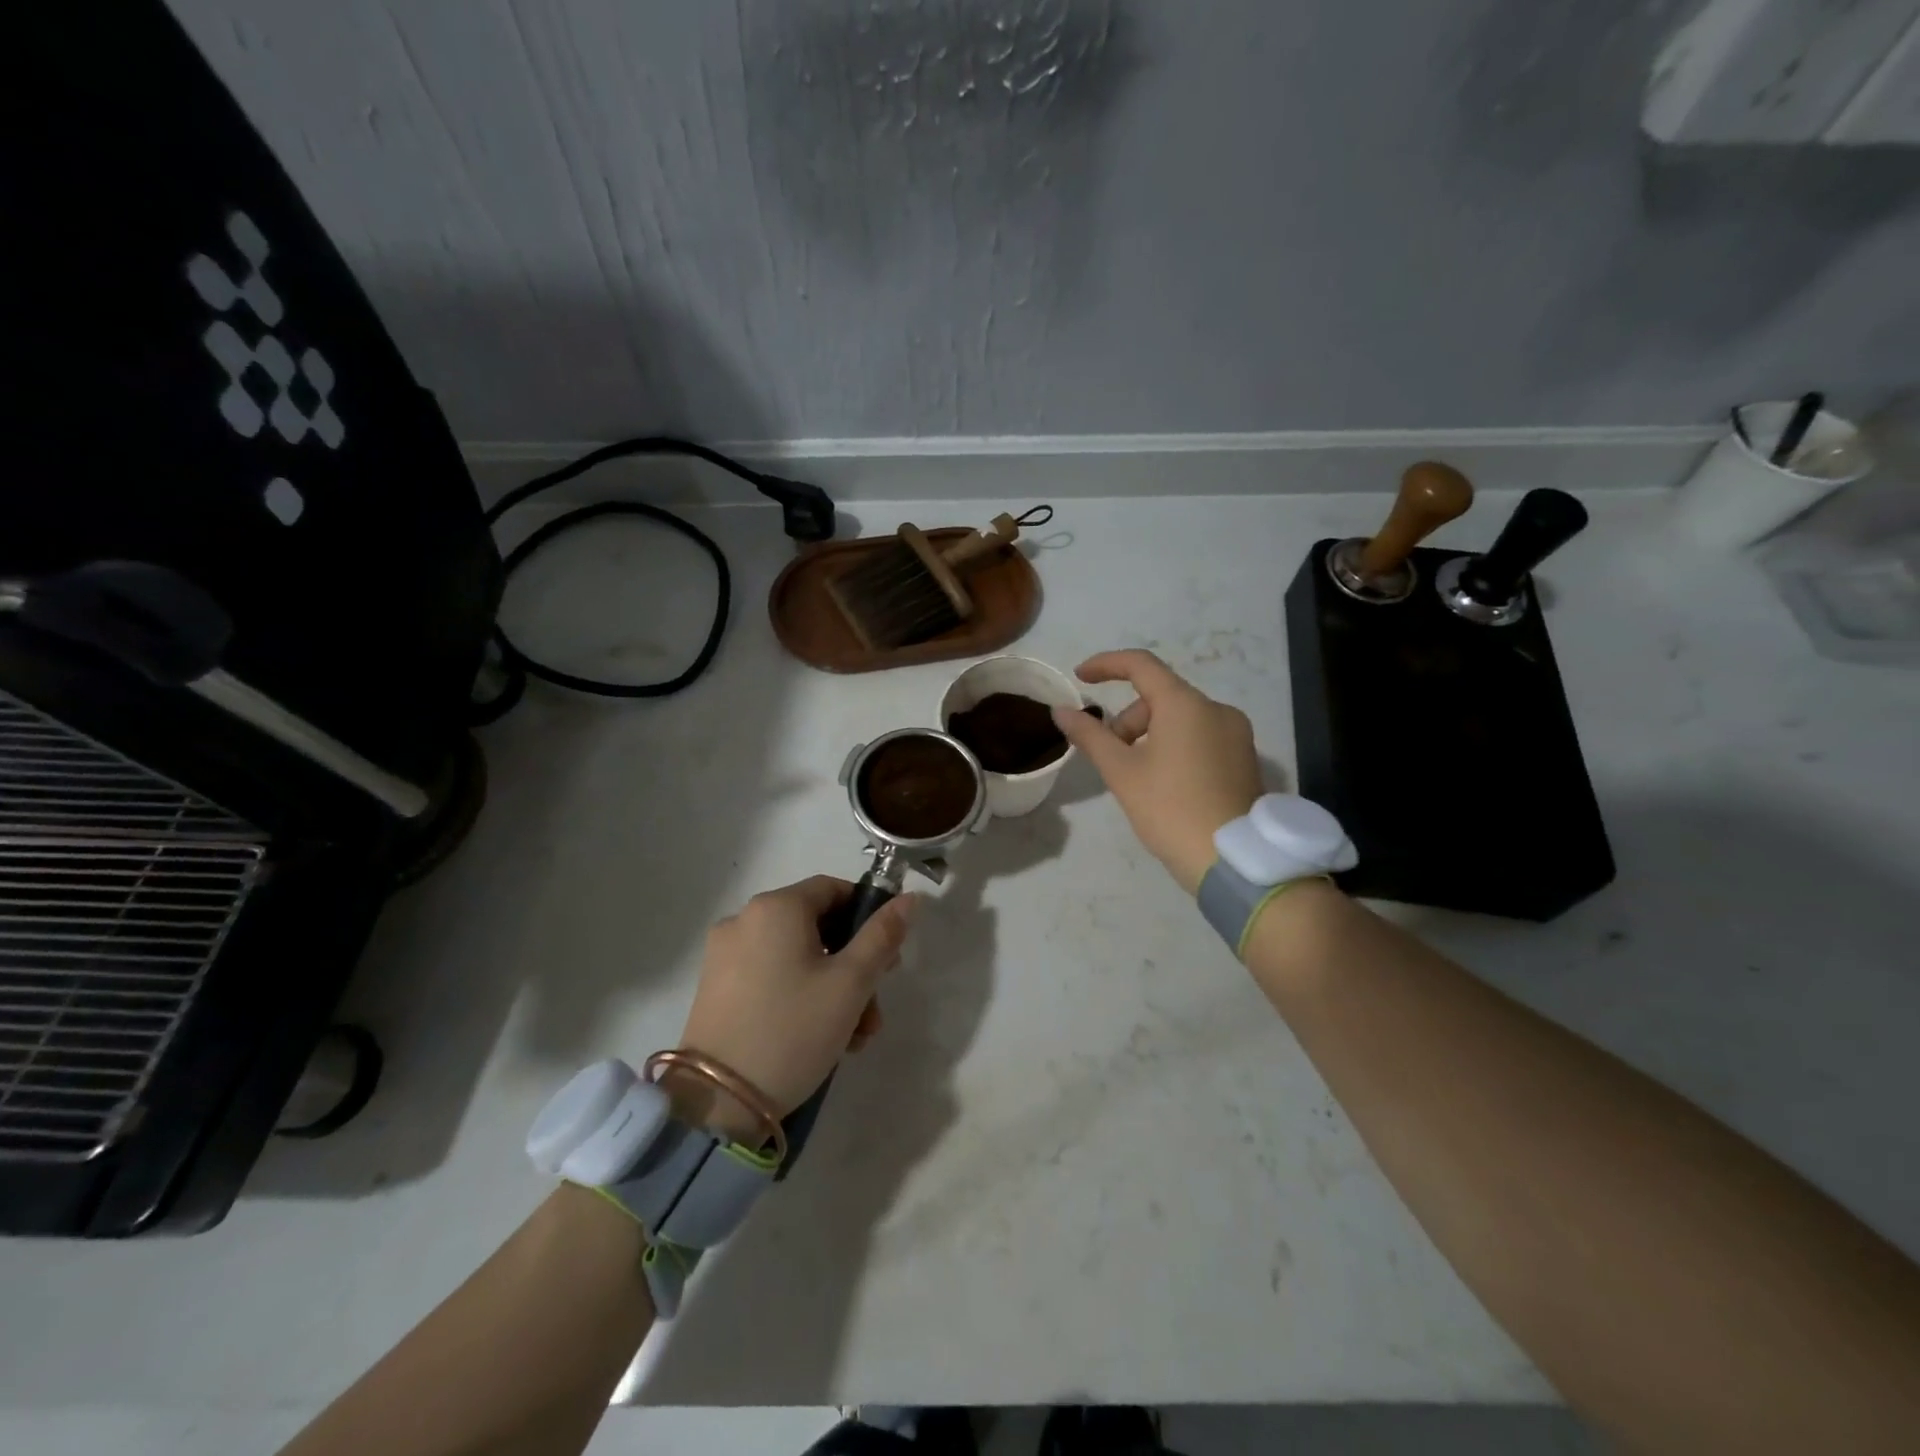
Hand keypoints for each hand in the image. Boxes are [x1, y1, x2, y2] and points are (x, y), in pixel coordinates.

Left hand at [670, 876, 917, 1141]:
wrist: (718, 1103)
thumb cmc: (793, 1030)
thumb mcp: (851, 983)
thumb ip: (882, 935)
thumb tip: (909, 898)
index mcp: (776, 907)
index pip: (834, 889)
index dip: (867, 916)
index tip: (888, 957)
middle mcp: (744, 919)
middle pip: (816, 927)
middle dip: (854, 965)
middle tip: (874, 1007)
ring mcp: (725, 954)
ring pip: (796, 956)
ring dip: (831, 987)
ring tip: (853, 1037)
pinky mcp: (715, 988)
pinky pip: (770, 976)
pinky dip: (799, 995)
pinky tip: (819, 1037)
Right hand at [1052, 649, 1262, 894]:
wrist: (1231, 860)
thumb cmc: (1169, 809)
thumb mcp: (1121, 772)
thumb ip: (1089, 735)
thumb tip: (1061, 710)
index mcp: (1186, 704)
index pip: (1141, 665)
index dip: (1106, 665)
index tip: (1080, 677)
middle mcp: (1216, 709)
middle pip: (1160, 697)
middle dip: (1127, 720)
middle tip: (1110, 757)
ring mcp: (1236, 733)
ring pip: (1181, 719)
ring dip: (1150, 735)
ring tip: (1137, 778)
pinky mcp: (1245, 758)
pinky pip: (1200, 737)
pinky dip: (1175, 747)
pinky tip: (1165, 785)